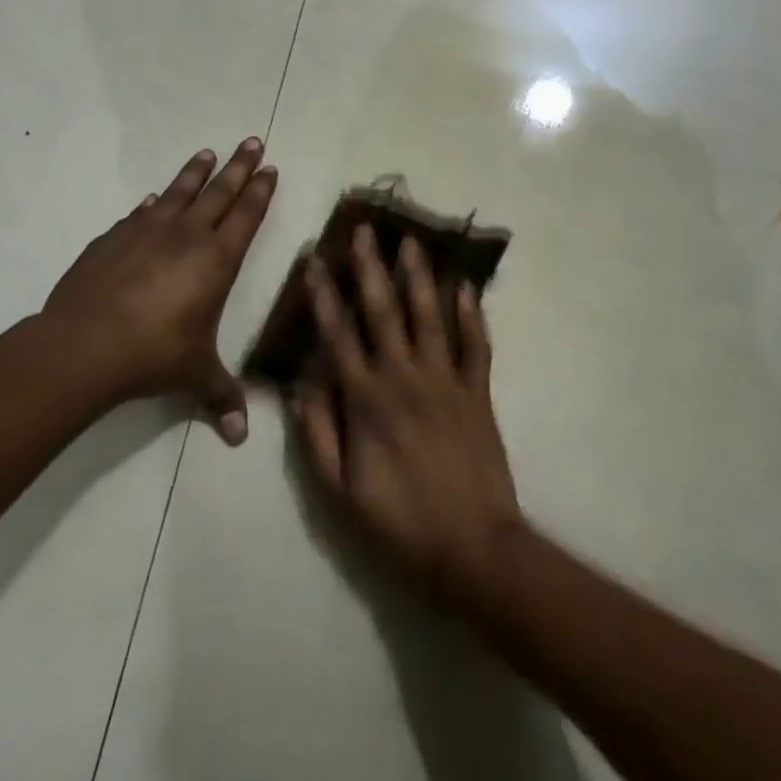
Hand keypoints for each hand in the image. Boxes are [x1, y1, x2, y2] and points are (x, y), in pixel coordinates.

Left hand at [41, 139, 275, 442]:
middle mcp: (186, 236)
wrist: (86, 345)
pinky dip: (151, 203)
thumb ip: (221, 398)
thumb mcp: (196, 376)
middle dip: (238, 167)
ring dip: (195, 172)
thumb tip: (240, 438)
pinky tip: (151, 198)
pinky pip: (139, 213)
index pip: (246, 215)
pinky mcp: (113, 239)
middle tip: (251, 141)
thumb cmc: (155, 355)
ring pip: (178, 192)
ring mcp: (146, 232)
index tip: (269, 168)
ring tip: (207, 153)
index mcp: (217, 260)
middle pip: (219, 192)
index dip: (260, 191)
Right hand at [296, 226, 522, 595]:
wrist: (472, 550)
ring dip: (419, 275)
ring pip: (430, 315)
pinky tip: (466, 287)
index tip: (314, 260)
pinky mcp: (478, 393)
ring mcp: (446, 381)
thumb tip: (302, 380)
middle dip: (371, 267)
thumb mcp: (337, 490)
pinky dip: (472, 314)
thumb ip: (317, 431)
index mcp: (366, 399)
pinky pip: (477, 345)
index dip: (323, 295)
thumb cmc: (398, 523)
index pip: (338, 333)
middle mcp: (404, 377)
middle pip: (384, 310)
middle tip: (364, 229)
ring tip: (411, 241)